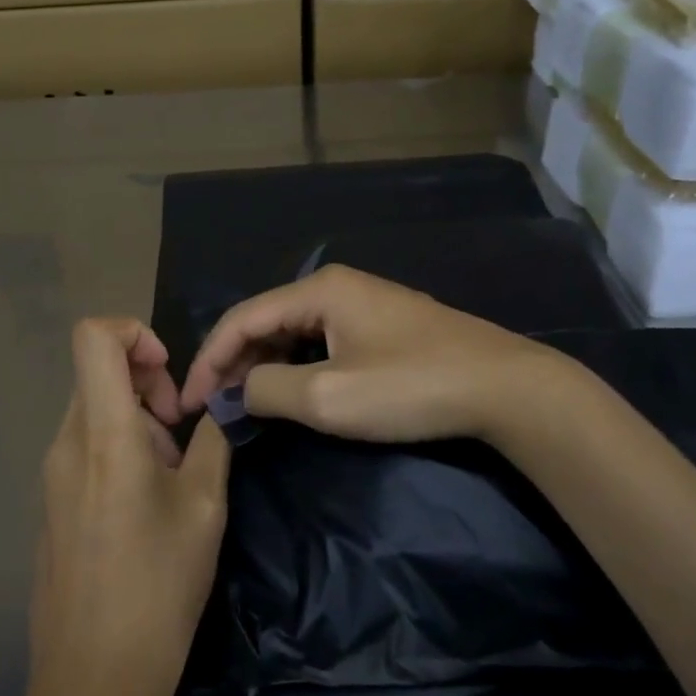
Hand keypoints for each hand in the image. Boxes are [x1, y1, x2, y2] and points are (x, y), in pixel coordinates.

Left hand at [28, 319, 229, 695]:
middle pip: (98, 372)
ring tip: (170, 477)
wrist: (94, 682)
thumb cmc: (158, 588)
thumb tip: (223, 399)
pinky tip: (144, 505)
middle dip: (147, 384)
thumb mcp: (205, 506)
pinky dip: (118, 448)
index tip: (169, 375)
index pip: (93, 336)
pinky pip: (84, 446)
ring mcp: (51, 475)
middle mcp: (66, 443)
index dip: (134, 332)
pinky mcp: (51, 503)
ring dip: (137, 420)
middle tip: (181, 433)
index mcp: (102, 434)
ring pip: (94, 410)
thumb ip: (214, 438)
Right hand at [180, 265, 568, 444]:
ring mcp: (364, 303)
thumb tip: (238, 392)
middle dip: (235, 364)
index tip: (190, 405)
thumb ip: (269, 389)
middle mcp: (336, 286)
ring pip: (294, 331)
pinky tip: (291, 392)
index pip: (242, 318)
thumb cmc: (411, 387)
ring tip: (245, 405)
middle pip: (266, 320)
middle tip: (215, 409)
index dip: (209, 360)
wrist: (506, 387)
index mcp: (319, 289)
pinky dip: (297, 366)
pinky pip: (322, 340)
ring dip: (264, 366)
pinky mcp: (384, 326)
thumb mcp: (329, 396)